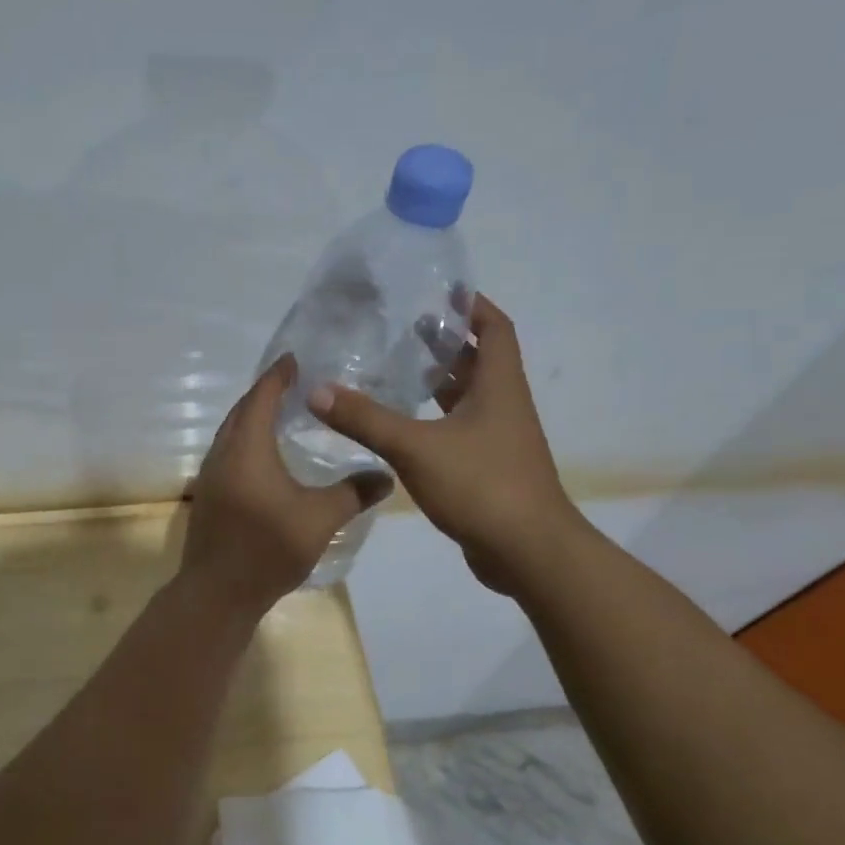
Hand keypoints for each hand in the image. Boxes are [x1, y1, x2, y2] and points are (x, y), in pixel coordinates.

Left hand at [180, 354, 393, 616]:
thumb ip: (353, 493)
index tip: (293, 359)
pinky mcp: (210, 497)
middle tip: (292, 384)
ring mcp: (211, 477)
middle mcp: (223, 454)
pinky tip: (266, 457)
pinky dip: (247, 442)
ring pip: (232, 434)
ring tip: (281, 414)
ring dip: (252, 418)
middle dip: (264, 393)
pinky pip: (228, 454)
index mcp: (247, 449)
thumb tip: (386, 475)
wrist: (217, 592)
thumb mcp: (319, 519)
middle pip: (241, 411)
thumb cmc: (267, 548)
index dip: (277, 376)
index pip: (260, 398)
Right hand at [307, 295, 583, 595]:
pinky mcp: (486, 467)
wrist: (527, 552)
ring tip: (395, 368)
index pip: (494, 329)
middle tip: (401, 327)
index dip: (472, 306)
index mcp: (498, 387)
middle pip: (478, 361)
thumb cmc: (481, 486)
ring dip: (437, 381)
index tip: (439, 291)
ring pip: (466, 397)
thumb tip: (317, 391)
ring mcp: (497, 439)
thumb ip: (366, 419)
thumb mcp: (416, 448)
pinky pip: (458, 428)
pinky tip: (400, 425)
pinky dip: (433, 418)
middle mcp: (502, 406)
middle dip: (444, 341)